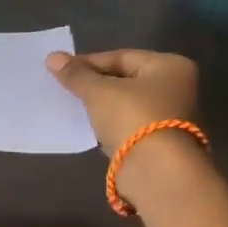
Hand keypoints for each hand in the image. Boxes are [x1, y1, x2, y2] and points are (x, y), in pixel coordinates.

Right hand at [45, 48, 199, 151]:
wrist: (155, 170)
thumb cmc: (132, 117)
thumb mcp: (98, 91)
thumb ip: (76, 74)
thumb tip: (52, 57)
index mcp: (169, 66)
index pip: (121, 56)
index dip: (88, 62)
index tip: (61, 71)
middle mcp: (175, 87)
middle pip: (124, 79)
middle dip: (94, 84)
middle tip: (65, 88)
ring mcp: (169, 115)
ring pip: (125, 103)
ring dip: (100, 105)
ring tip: (72, 106)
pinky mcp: (158, 140)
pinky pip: (127, 123)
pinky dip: (108, 123)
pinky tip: (88, 126)